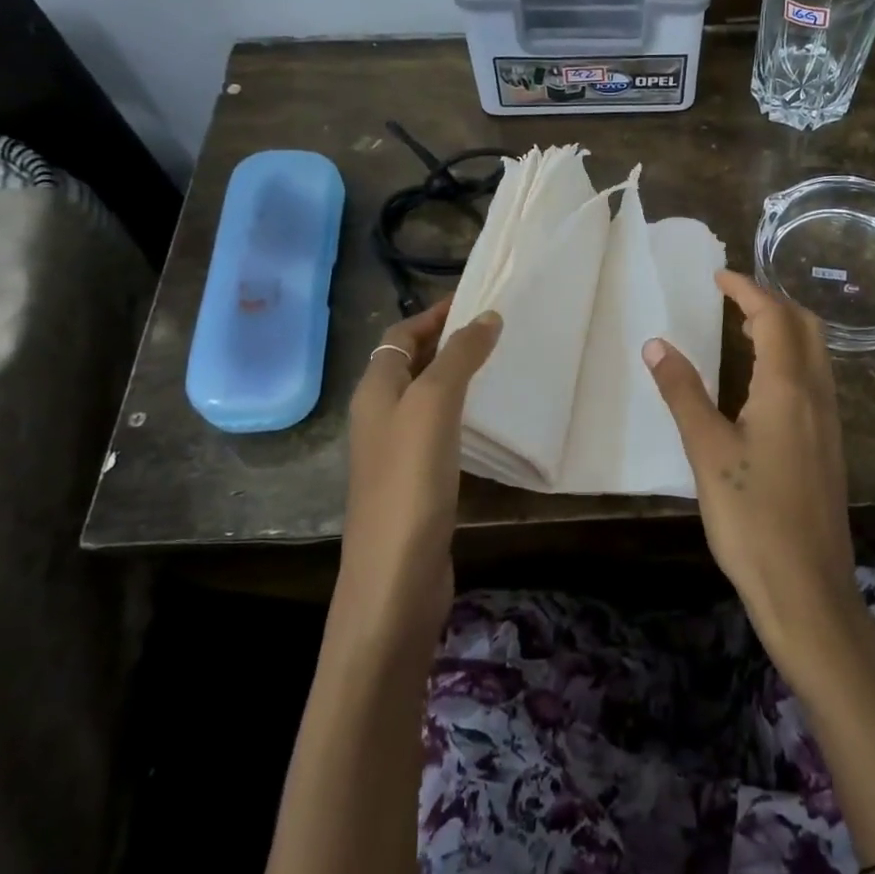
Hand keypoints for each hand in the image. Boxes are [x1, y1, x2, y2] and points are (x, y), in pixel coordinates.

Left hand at [339, 299, 501, 640]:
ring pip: (427, 397)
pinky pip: (439, 429)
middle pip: (411, 363)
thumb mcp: (432, 406)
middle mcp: (380, 416)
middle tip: (495, 328)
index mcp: (375, 391)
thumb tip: (486, 316)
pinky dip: (462, 413)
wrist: (396, 575)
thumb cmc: (410, 480)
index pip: (401, 335)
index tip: (476, 299)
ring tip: (499, 364)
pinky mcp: (418, 480)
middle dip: (448, 341)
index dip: (434, 314)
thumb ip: (458, 358)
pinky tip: (488, 420)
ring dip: (457, 376)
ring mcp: (397, 451)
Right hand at [643, 271, 861, 664]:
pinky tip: (766, 381)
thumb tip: (656, 344)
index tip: (718, 276)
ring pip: (816, 353)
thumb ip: (683, 393)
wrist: (807, 588)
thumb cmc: (752, 518)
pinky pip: (816, 379)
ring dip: (786, 328)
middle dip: (772, 302)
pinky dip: (792, 358)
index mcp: (787, 388)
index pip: (773, 317)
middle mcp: (817, 395)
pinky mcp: (830, 446)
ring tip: (746, 328)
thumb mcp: (707, 452)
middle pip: (806, 326)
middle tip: (733, 298)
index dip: (746, 290)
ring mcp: (829, 421)